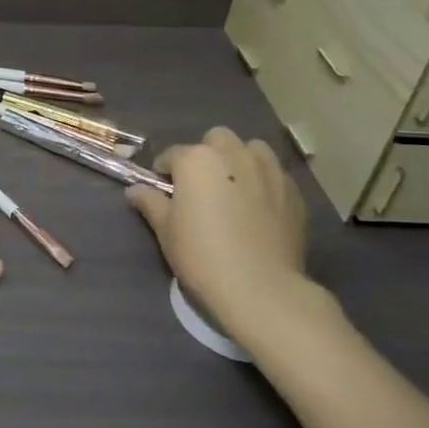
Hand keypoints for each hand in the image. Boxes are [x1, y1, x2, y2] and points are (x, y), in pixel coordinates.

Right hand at [125, 128, 342, 355]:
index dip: (164, 172)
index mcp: (197, 159)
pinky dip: (264, 182)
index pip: (172, 155)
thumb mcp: (166, 230)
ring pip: (252, 150)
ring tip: (235, 189)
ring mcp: (269, 170)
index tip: (164, 192)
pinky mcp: (294, 191)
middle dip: (207, 156)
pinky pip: (275, 175)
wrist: (260, 288)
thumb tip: (134, 190)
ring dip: (240, 160)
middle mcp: (234, 154)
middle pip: (216, 140)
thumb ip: (150, 202)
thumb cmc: (202, 255)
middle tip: (202, 186)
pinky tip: (259, 209)